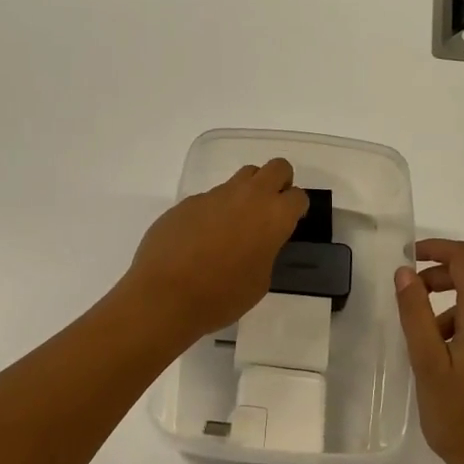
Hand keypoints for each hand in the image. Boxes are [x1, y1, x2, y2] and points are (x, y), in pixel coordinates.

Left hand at [121, 158, 308, 343]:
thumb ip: (266, 251)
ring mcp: (215, 195)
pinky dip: (214, 211)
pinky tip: (201, 239)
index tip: (289, 224)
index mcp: (274, 216)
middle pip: (276, 168)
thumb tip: (256, 242)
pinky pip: (211, 198)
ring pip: (242, 177)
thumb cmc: (222, 296)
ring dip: (246, 193)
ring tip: (235, 224)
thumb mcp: (260, 281)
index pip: (298, 196)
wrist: (165, 295)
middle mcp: (248, 196)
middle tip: (270, 209)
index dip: (296, 209)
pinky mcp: (188, 201)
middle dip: (279, 182)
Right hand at [394, 239, 463, 463]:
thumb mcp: (428, 365)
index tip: (406, 258)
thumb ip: (416, 314)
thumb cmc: (462, 418)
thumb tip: (406, 271)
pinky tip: (440, 362)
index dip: (435, 249)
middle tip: (406, 299)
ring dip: (445, 307)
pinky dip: (458, 326)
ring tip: (418, 342)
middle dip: (436, 278)